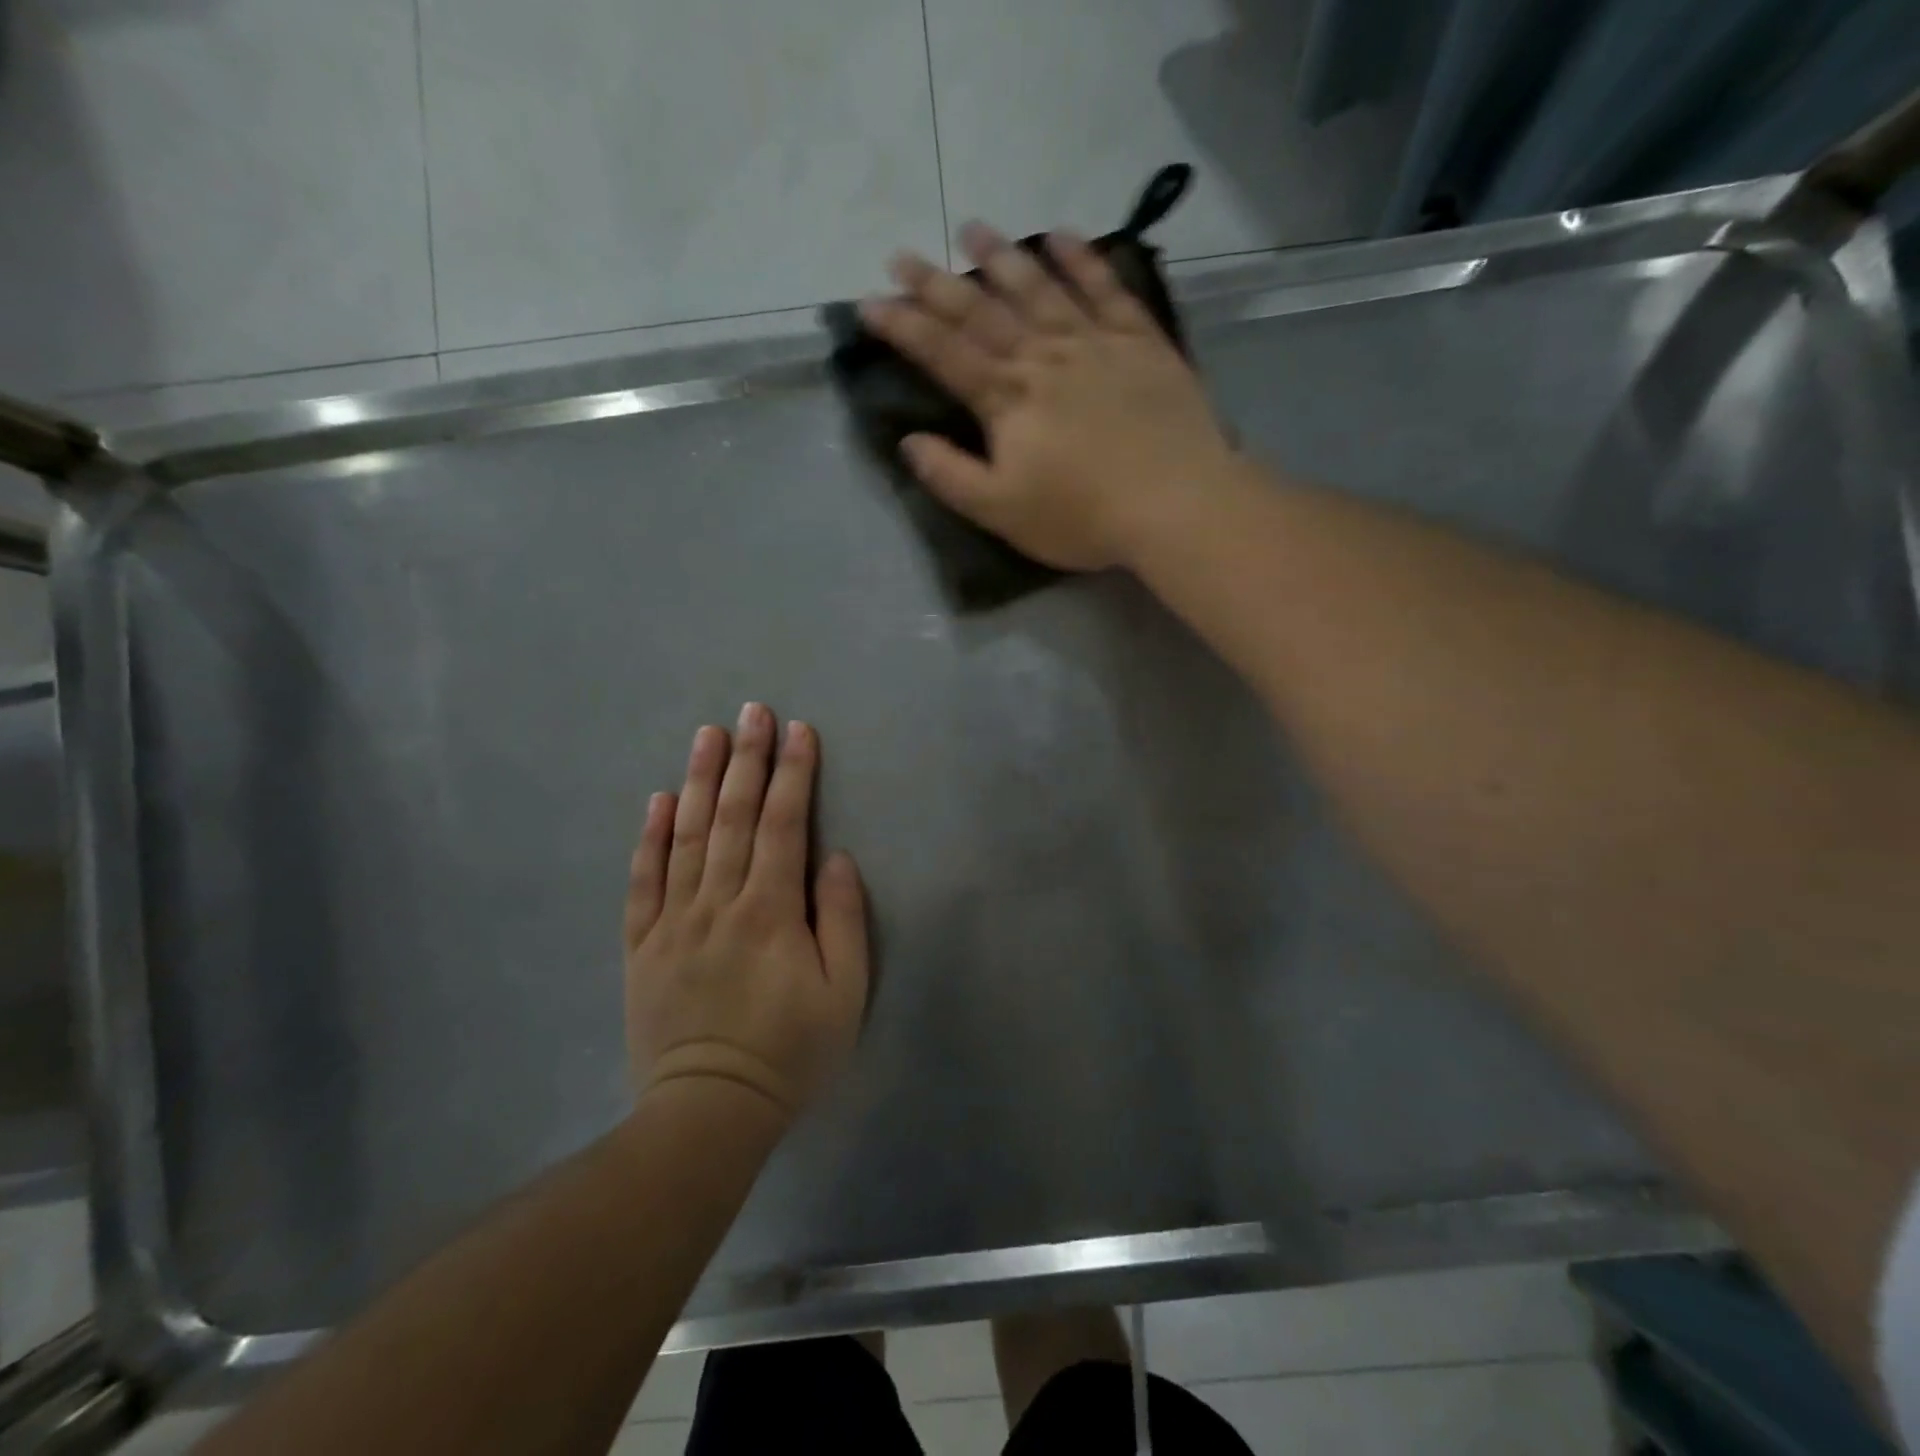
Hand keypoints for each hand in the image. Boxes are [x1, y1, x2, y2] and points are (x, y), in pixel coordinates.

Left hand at [624, 705, 869, 1125]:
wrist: (709, 1111)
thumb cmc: (791, 1052)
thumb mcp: (845, 994)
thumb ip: (843, 919)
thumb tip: (833, 857)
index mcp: (771, 910)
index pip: (782, 824)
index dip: (792, 774)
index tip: (798, 731)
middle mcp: (719, 901)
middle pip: (732, 816)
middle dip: (746, 759)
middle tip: (751, 711)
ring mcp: (674, 920)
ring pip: (686, 836)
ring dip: (697, 780)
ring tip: (706, 734)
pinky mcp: (642, 944)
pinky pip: (643, 880)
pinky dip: (649, 837)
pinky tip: (657, 801)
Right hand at [858, 222, 1237, 572]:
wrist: (1175, 502)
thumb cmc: (1082, 516)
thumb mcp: (1002, 511)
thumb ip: (951, 476)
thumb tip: (908, 442)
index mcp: (1007, 400)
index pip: (943, 353)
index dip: (903, 327)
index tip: (869, 302)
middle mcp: (1043, 356)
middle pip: (982, 311)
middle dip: (937, 283)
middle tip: (903, 256)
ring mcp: (1094, 342)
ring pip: (1039, 287)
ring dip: (1002, 256)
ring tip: (973, 228)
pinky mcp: (1140, 341)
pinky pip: (1106, 288)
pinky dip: (1082, 259)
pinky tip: (1062, 237)